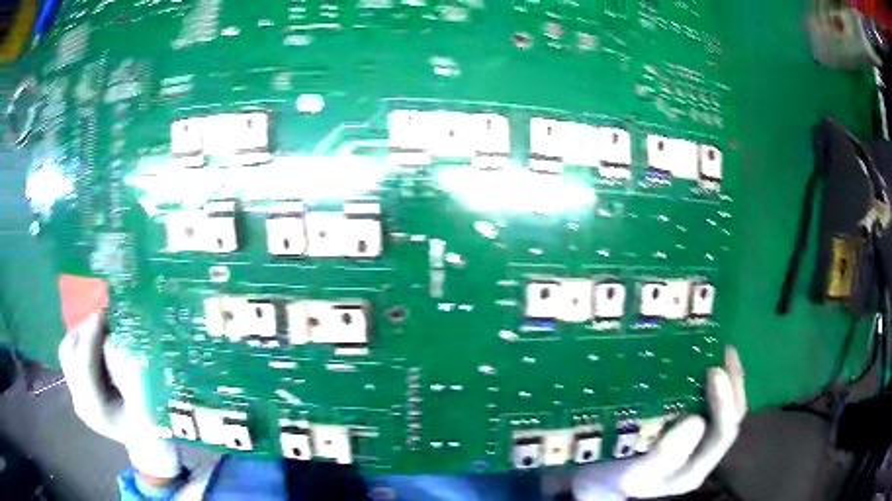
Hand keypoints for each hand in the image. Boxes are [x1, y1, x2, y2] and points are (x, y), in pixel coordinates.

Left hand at [58, 313, 181, 481]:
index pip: (84, 365)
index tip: (104, 312)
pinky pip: (73, 356)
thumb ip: (129, 371)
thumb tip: (116, 335)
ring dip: (82, 334)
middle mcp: (80, 402)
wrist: (148, 446)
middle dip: (84, 331)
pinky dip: (83, 342)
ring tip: (101, 327)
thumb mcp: (147, 403)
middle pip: (69, 354)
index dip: (91, 336)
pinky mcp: (78, 389)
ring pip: (68, 352)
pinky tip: (97, 341)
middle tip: (105, 318)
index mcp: (97, 411)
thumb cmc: (153, 428)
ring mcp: (77, 396)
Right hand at [572, 346, 746, 499]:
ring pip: (727, 406)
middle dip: (734, 384)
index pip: (723, 434)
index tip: (714, 372)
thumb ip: (664, 456)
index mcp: (695, 468)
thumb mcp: (634, 475)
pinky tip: (706, 360)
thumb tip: (697, 420)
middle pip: (733, 416)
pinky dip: (715, 380)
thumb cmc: (615, 479)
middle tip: (724, 352)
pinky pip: (710, 401)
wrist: (602, 481)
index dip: (725, 403)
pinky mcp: (690, 425)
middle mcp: (704, 452)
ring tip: (722, 349)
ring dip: (729, 378)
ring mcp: (700, 439)